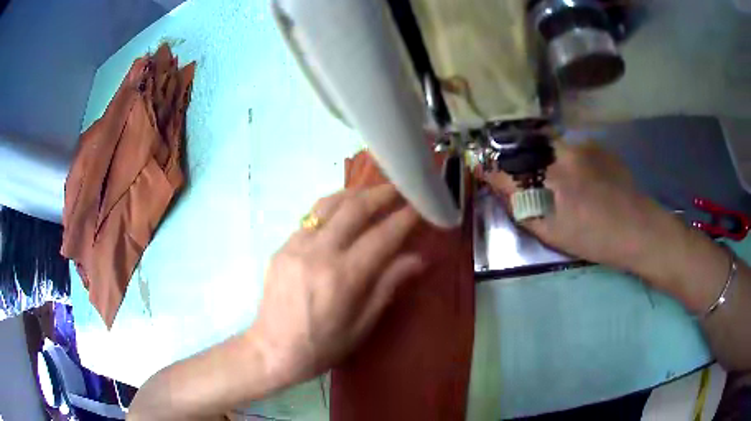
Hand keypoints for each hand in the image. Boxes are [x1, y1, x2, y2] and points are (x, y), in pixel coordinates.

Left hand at [249, 184, 424, 387]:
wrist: (272, 350)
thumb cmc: (322, 346)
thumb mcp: (362, 325)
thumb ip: (388, 286)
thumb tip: (418, 258)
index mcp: (343, 277)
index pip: (382, 236)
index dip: (405, 218)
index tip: (420, 205)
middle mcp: (318, 253)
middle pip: (354, 209)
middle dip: (381, 194)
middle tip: (400, 188)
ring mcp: (295, 246)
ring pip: (328, 204)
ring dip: (355, 194)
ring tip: (372, 192)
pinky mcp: (282, 247)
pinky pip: (310, 217)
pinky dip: (332, 208)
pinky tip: (342, 212)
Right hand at [481, 141, 681, 278]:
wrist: (638, 228)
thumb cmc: (593, 239)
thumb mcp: (551, 233)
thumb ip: (521, 207)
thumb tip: (499, 186)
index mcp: (549, 181)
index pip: (506, 167)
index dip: (489, 168)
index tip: (481, 170)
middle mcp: (562, 154)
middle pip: (524, 148)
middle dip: (515, 160)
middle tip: (520, 176)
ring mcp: (581, 145)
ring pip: (547, 145)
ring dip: (541, 158)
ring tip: (556, 180)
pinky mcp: (595, 144)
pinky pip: (569, 146)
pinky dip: (565, 158)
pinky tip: (580, 177)